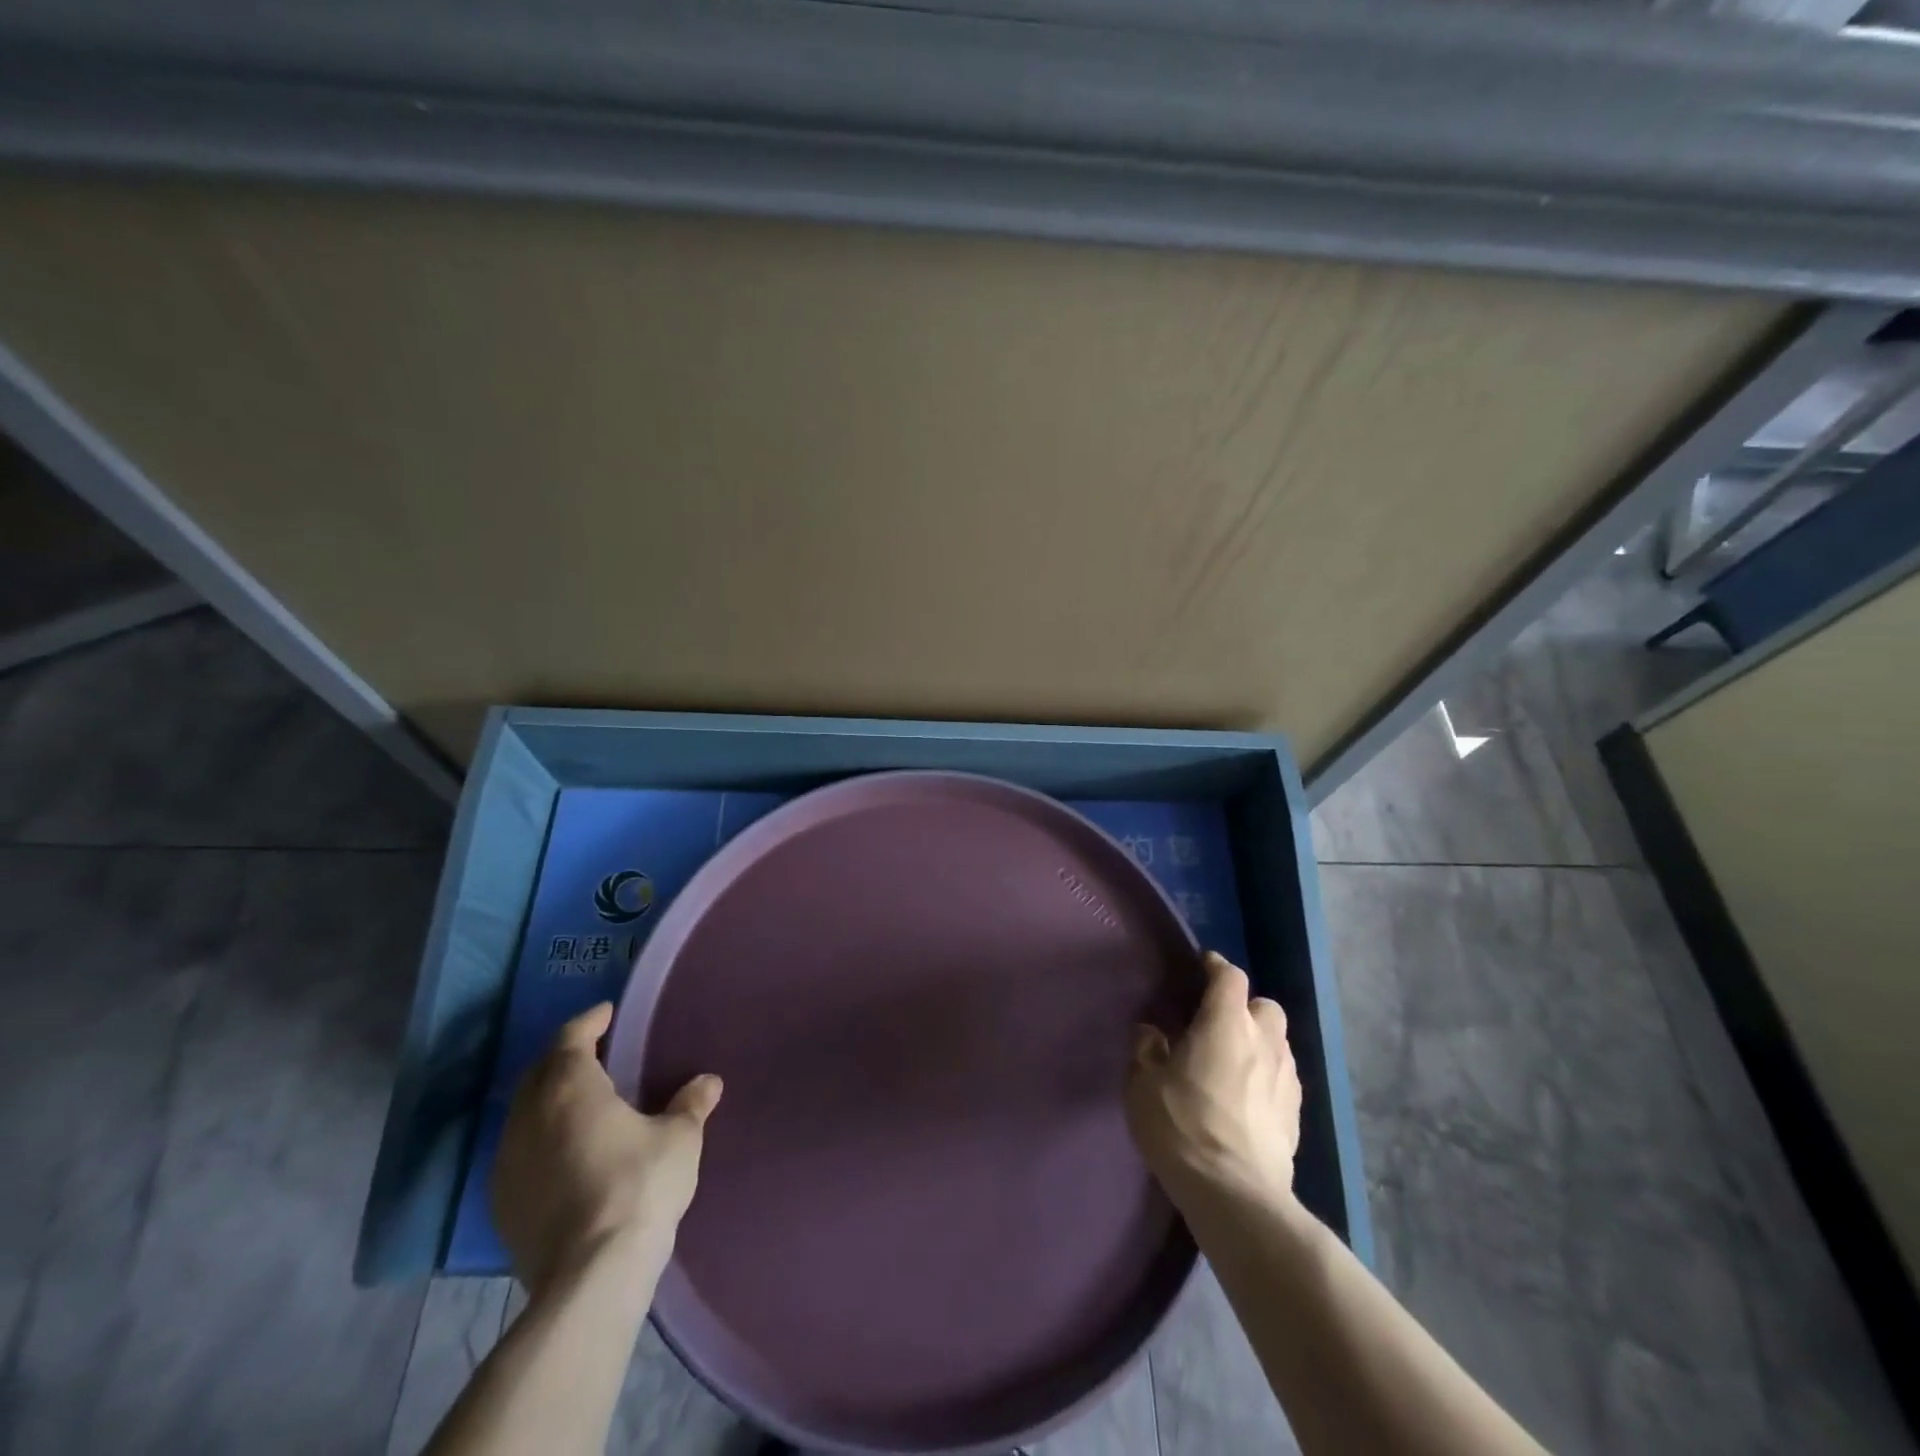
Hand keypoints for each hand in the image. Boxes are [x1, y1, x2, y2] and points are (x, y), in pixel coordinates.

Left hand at [491, 1003, 722, 1295]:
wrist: (590, 1277)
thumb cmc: (639, 1187)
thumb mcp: (680, 1139)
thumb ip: (691, 1104)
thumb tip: (707, 1082)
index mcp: (570, 1088)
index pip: (571, 1038)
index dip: (590, 1022)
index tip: (607, 1014)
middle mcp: (529, 1117)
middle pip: (540, 1072)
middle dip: (566, 1056)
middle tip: (598, 1053)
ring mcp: (508, 1162)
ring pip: (524, 1113)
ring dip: (549, 1098)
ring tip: (583, 1101)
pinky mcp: (502, 1204)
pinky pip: (519, 1151)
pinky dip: (540, 1137)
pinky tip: (565, 1151)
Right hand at [1125, 952, 1300, 1211]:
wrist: (1234, 1193)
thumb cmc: (1181, 1126)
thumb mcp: (1143, 1084)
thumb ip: (1147, 1050)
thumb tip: (1152, 1033)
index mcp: (1225, 1024)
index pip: (1229, 976)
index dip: (1216, 966)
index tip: (1203, 966)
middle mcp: (1263, 1042)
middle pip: (1264, 1006)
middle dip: (1245, 1007)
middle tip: (1218, 1023)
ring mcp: (1285, 1079)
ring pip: (1278, 1043)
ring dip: (1259, 1042)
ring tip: (1234, 1061)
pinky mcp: (1296, 1114)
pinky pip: (1283, 1078)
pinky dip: (1267, 1075)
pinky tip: (1248, 1096)